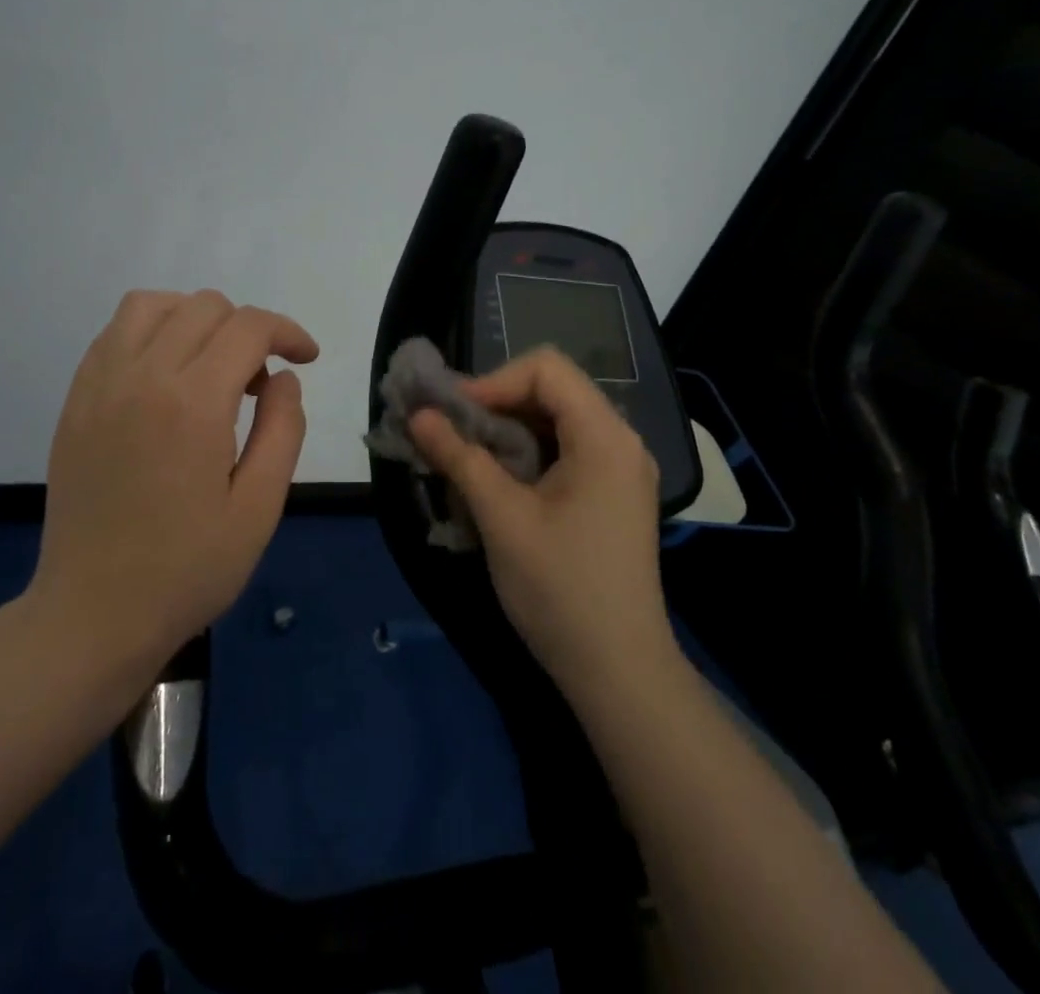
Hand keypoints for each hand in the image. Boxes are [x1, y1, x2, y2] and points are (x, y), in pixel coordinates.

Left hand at [28, 290, 318, 681]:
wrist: (93, 614)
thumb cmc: (187, 570)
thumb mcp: (259, 508)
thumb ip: (283, 429)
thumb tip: (283, 378)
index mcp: (193, 403)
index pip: (248, 327)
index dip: (287, 332)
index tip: (305, 358)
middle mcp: (142, 377)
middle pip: (204, 307)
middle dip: (247, 329)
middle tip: (257, 385)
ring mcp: (100, 385)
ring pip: (151, 305)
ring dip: (193, 318)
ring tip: (210, 364)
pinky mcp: (75, 401)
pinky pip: (114, 334)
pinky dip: (151, 332)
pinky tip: (166, 377)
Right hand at [410, 348, 669, 692]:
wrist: (619, 672)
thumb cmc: (560, 589)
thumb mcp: (501, 518)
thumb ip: (459, 457)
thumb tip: (419, 415)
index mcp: (605, 436)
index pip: (546, 369)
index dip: (493, 381)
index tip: (453, 414)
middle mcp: (621, 441)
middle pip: (552, 390)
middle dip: (496, 404)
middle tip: (451, 433)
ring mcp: (620, 469)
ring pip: (556, 420)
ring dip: (507, 430)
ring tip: (467, 457)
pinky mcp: (612, 494)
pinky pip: (566, 450)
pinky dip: (526, 454)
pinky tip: (498, 482)